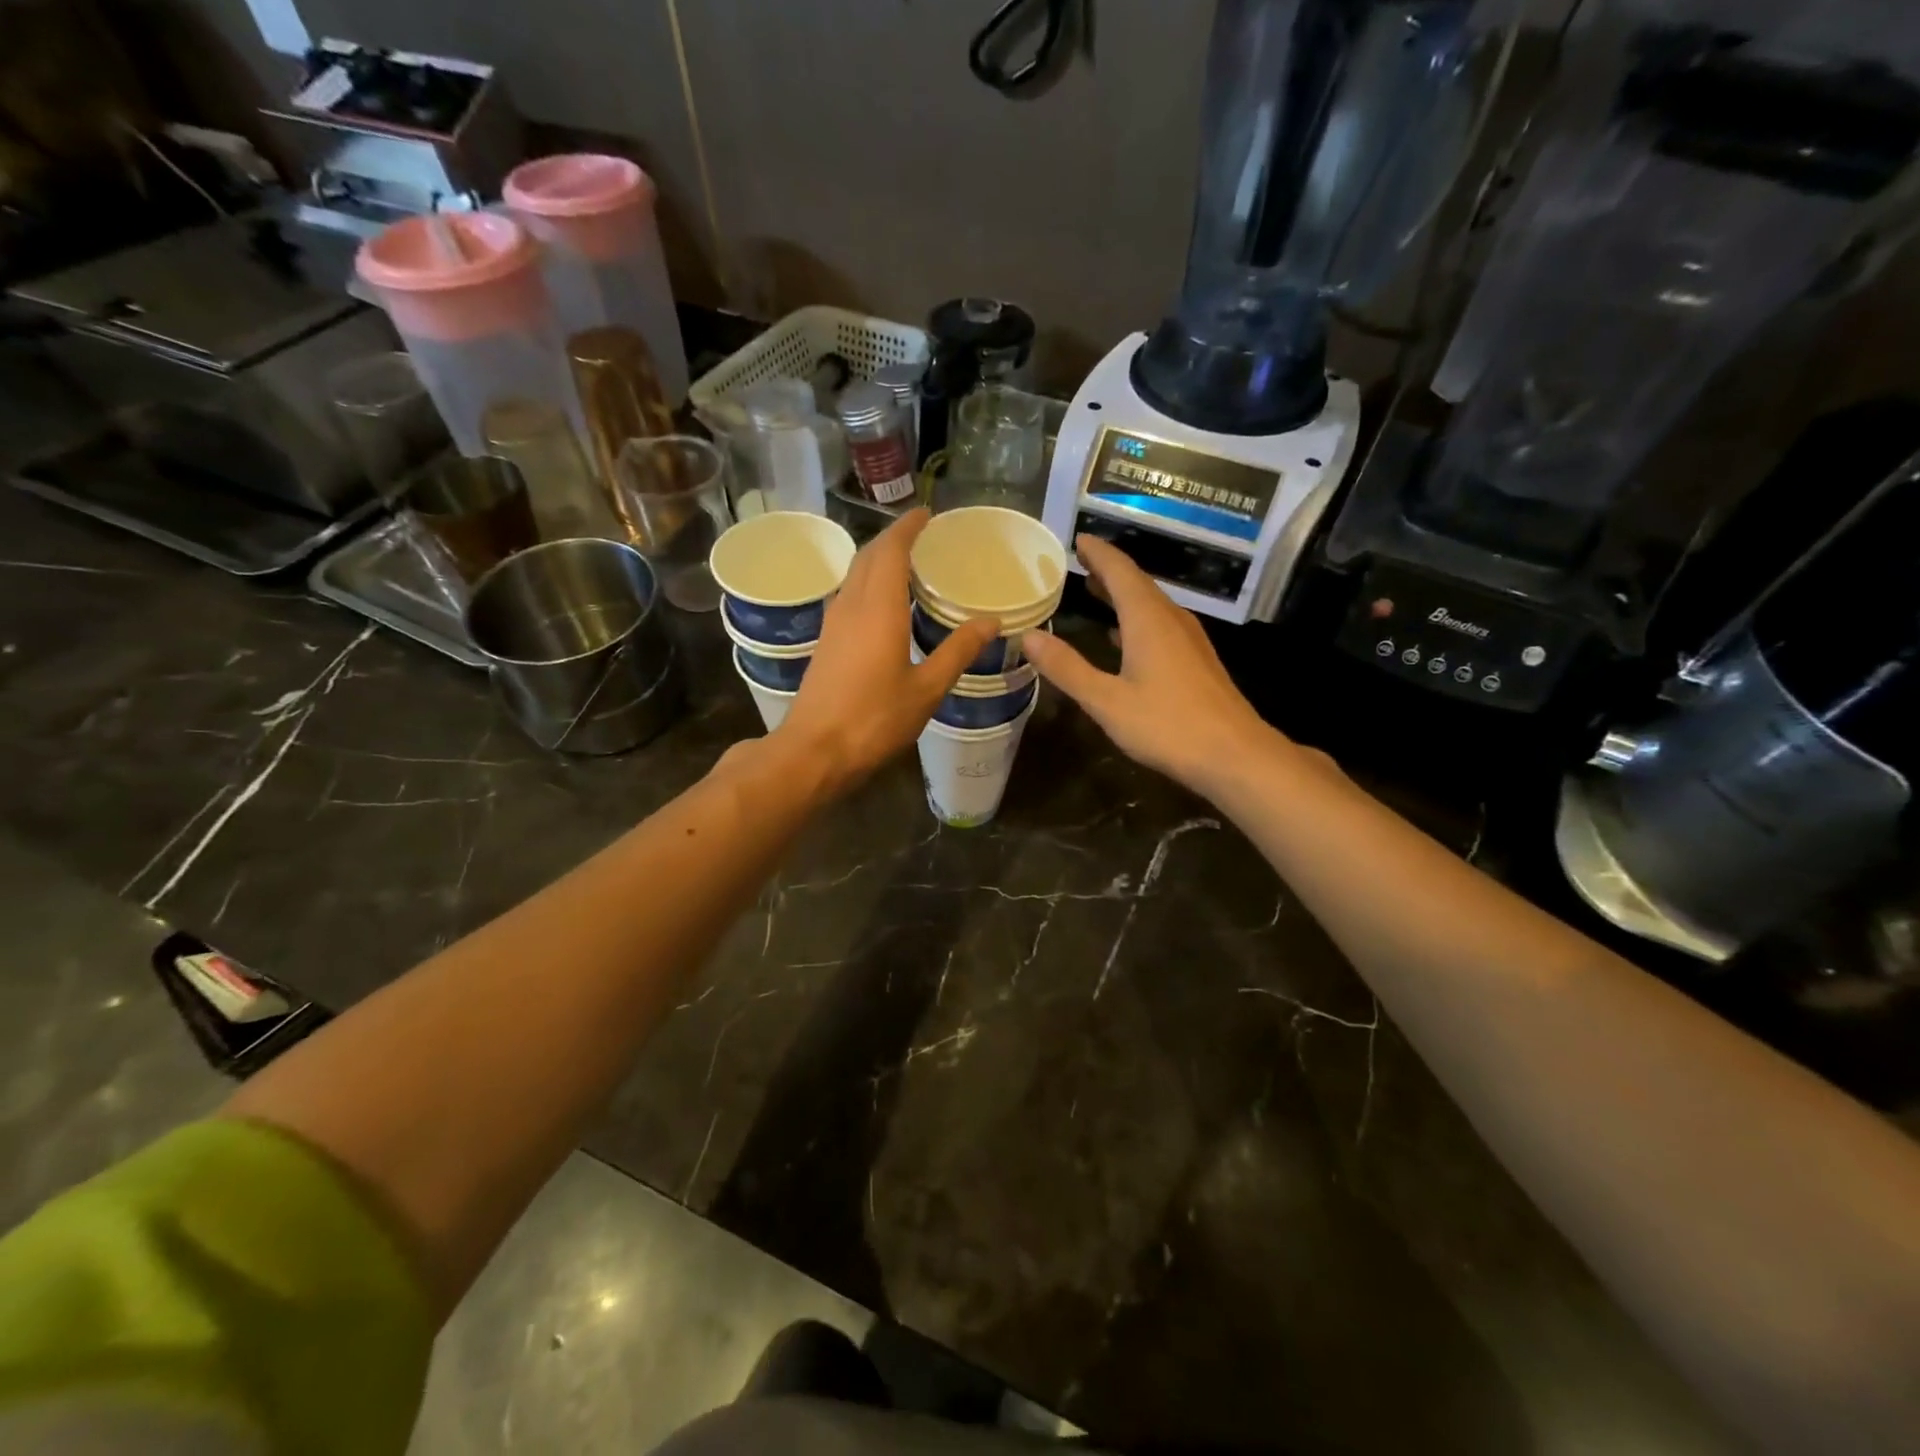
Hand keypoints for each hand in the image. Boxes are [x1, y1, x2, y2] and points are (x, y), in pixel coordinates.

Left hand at [775, 509, 999, 790]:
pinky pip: (848, 596)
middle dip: (893, 539)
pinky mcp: (825, 642)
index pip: (890, 550)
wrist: (814, 751)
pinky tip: (885, 605)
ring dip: (878, 561)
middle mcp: (851, 606)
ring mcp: (833, 624)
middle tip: (922, 537)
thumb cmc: (874, 720)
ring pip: (854, 575)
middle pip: (868, 557)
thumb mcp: (926, 689)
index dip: (907, 527)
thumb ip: (958, 652)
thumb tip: (990, 622)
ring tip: (908, 565)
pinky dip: (868, 584)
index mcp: (878, 609)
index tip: (927, 514)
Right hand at [1022, 535, 1272, 789]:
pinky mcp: (1197, 661)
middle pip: (1137, 583)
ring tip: (1095, 591)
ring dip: (1123, 595)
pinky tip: (1124, 638)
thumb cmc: (1167, 725)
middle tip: (1080, 561)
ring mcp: (1189, 640)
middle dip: (1108, 570)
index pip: (1120, 570)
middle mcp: (1171, 620)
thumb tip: (1028, 636)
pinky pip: (1161, 625)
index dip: (1098, 553)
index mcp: (1148, 620)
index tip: (1076, 539)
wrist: (1234, 755)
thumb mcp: (1106, 701)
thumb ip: (1067, 668)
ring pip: (1151, 605)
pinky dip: (1136, 620)